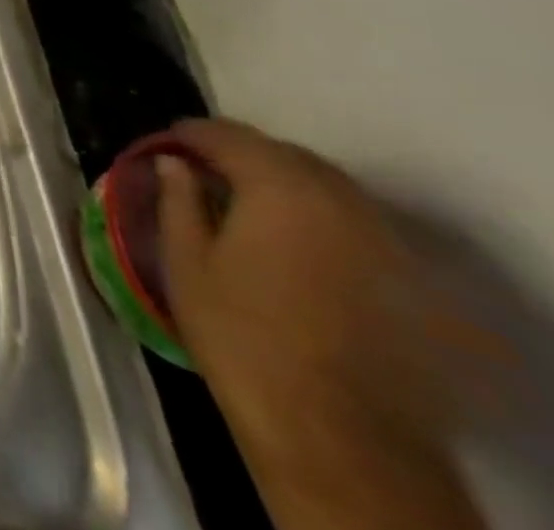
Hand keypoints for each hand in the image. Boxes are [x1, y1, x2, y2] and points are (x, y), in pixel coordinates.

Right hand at [156, 118, 488, 529]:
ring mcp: (378, 239)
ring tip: (242, 199)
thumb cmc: (241, 335)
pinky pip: (349, 219)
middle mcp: (337, 200)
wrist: (335, 432)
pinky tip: (288, 235)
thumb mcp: (187, 261)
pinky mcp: (401, 276)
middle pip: (282, 154)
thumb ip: (178, 199)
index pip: (228, 137)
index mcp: (278, 188)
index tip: (165, 143)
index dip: (190, 135)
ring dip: (280, 180)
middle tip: (200, 168)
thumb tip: (173, 161)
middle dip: (239, 153)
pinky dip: (314, 211)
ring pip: (323, 184)